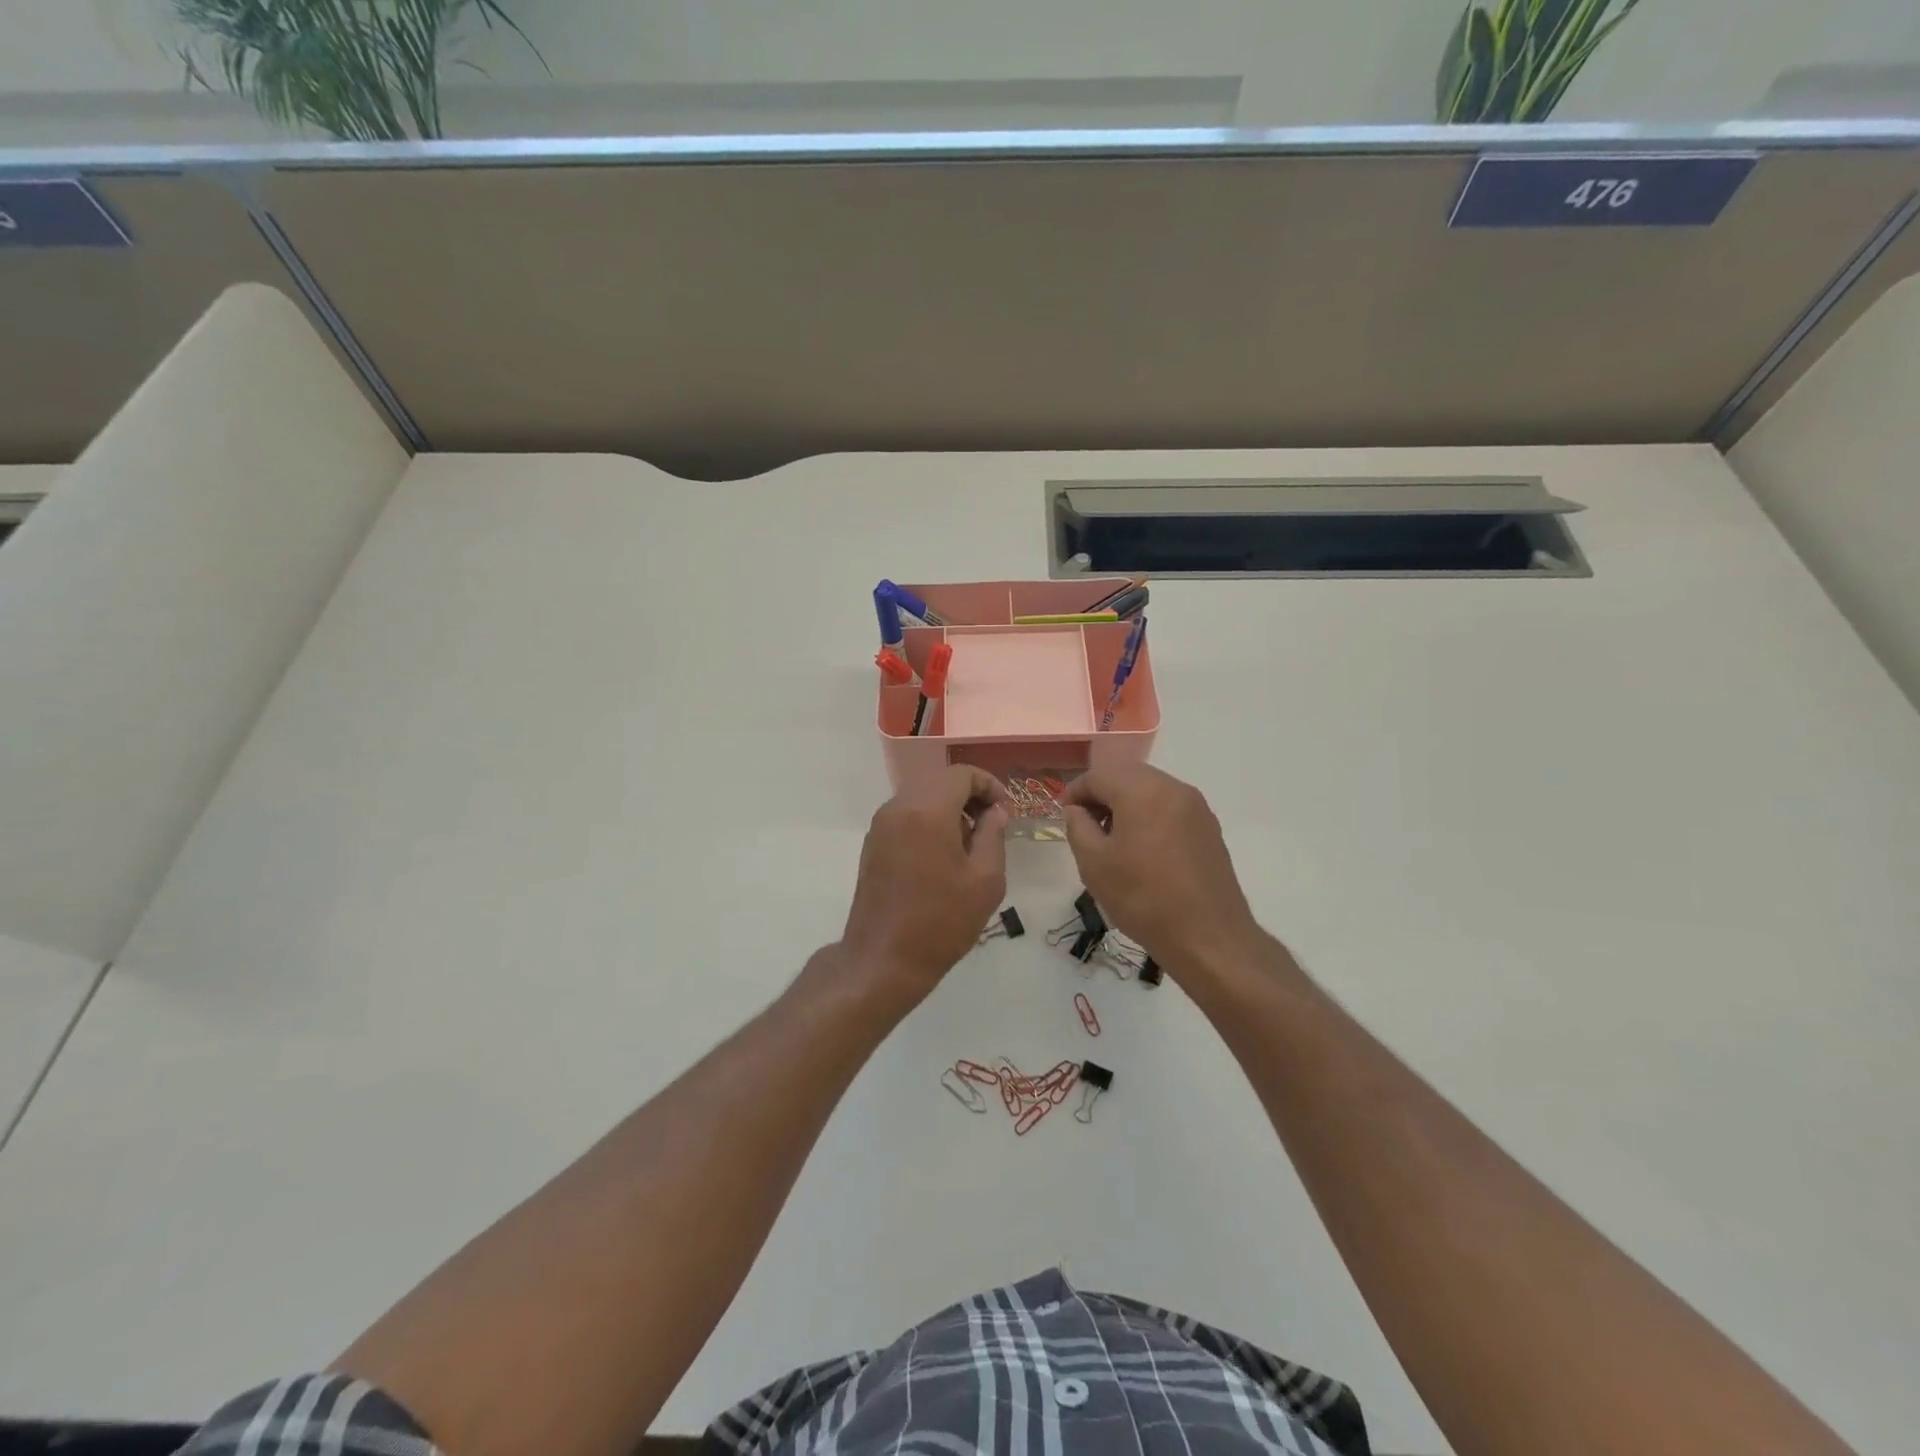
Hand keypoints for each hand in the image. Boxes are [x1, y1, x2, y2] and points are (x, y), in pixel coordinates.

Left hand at [839, 766, 1011, 1000]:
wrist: (883, 960)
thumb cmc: (941, 921)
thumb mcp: (985, 880)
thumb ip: (993, 835)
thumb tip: (994, 813)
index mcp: (927, 810)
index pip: (961, 774)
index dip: (990, 785)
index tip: (1006, 812)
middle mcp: (898, 808)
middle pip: (940, 781)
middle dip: (970, 796)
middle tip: (992, 826)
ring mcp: (881, 825)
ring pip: (922, 797)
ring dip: (949, 809)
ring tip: (970, 844)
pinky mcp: (873, 844)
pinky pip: (906, 816)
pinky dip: (929, 821)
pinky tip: (943, 856)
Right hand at [1062, 764, 1260, 972]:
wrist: (1208, 937)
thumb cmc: (1142, 898)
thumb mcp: (1094, 863)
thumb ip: (1077, 827)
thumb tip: (1077, 811)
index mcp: (1143, 790)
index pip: (1099, 775)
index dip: (1075, 791)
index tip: (1063, 814)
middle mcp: (1174, 788)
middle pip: (1127, 776)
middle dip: (1101, 794)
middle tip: (1084, 825)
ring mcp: (1197, 807)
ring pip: (1150, 790)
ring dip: (1126, 804)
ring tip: (1111, 839)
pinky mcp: (1209, 828)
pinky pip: (1169, 808)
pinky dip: (1149, 816)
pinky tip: (1141, 849)